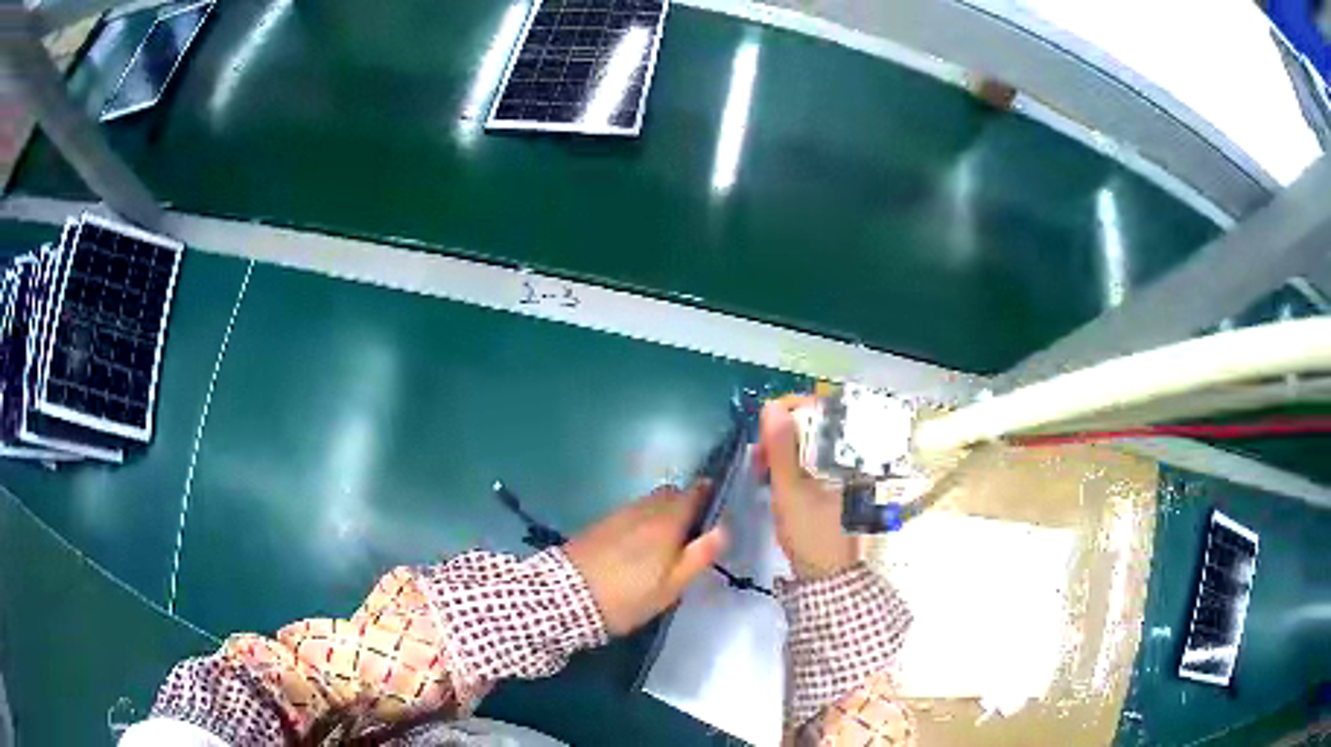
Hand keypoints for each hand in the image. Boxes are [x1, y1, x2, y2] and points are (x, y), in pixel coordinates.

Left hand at [564, 482, 726, 635]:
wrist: (567, 597)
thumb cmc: (628, 597)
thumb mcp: (671, 587)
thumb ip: (698, 556)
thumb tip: (724, 529)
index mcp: (667, 521)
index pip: (694, 492)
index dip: (708, 495)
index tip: (716, 508)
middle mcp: (644, 509)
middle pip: (670, 494)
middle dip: (684, 504)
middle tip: (691, 530)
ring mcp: (619, 514)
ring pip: (649, 503)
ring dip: (661, 512)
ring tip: (665, 541)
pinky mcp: (600, 524)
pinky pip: (631, 513)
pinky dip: (642, 520)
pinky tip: (638, 545)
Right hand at [757, 397, 857, 579]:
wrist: (826, 575)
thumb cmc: (810, 532)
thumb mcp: (789, 488)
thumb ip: (781, 446)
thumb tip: (771, 406)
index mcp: (849, 453)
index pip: (823, 410)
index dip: (790, 410)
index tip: (763, 425)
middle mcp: (853, 455)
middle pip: (817, 425)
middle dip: (783, 432)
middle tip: (759, 454)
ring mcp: (847, 470)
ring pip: (812, 443)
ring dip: (784, 448)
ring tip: (762, 467)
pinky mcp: (838, 483)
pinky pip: (814, 459)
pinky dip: (793, 462)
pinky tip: (775, 476)